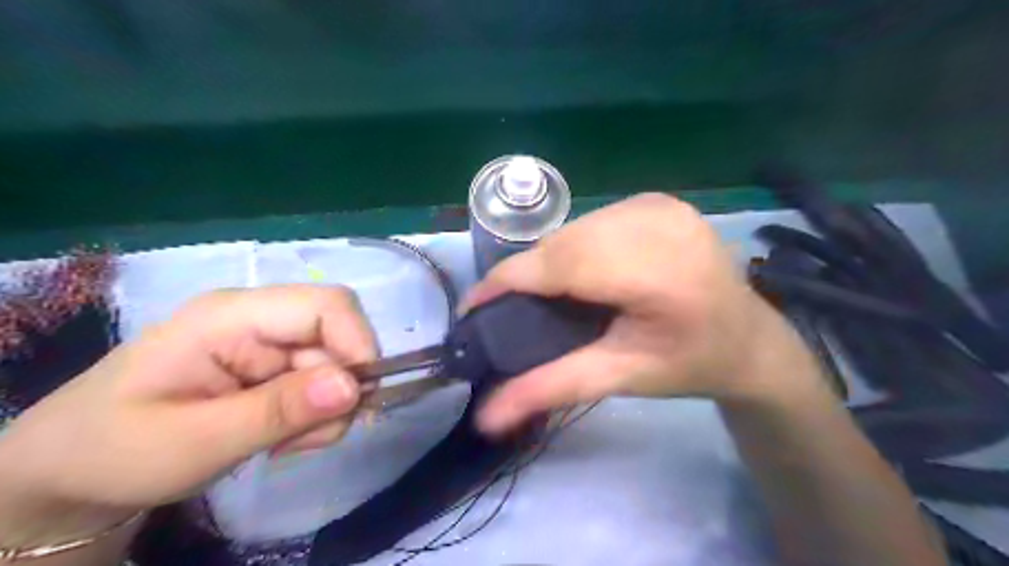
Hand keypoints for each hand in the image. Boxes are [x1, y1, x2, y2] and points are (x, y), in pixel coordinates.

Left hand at [0, 285, 376, 544]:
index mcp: (231, 315)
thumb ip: (278, 411)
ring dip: (327, 409)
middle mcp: (258, 318)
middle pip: (337, 337)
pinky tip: (282, 437)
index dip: (358, 343)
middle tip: (307, 440)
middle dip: (339, 391)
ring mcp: (266, 341)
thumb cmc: (116, 450)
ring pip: (336, 365)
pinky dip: (316, 415)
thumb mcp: (196, 441)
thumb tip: (355, 387)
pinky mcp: (271, 365)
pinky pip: (321, 383)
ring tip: (284, 444)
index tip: (358, 400)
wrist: (73, 471)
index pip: (327, 305)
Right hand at [464, 193, 810, 433]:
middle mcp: (658, 225)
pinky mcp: (659, 201)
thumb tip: (485, 418)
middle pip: (564, 244)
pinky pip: (593, 220)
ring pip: (574, 229)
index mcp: (656, 274)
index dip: (507, 282)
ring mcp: (660, 206)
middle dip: (526, 274)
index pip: (561, 266)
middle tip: (508, 308)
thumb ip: (551, 390)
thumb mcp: (620, 378)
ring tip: (540, 293)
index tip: (472, 307)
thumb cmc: (688, 365)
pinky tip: (577, 270)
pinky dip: (573, 244)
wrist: (749, 339)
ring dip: (548, 260)